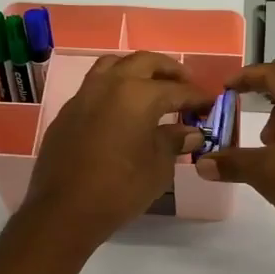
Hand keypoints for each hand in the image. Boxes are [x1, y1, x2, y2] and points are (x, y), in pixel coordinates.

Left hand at [22, 51, 211, 245]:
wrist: (64, 211)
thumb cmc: (120, 189)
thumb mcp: (158, 167)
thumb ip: (174, 141)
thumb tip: (191, 132)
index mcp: (138, 94)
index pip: (177, 89)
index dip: (197, 97)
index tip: (210, 104)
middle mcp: (110, 84)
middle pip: (144, 62)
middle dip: (168, 71)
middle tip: (185, 84)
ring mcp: (84, 95)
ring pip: (114, 65)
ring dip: (137, 70)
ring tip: (151, 87)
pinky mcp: (67, 112)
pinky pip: (95, 86)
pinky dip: (114, 88)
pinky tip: (122, 110)